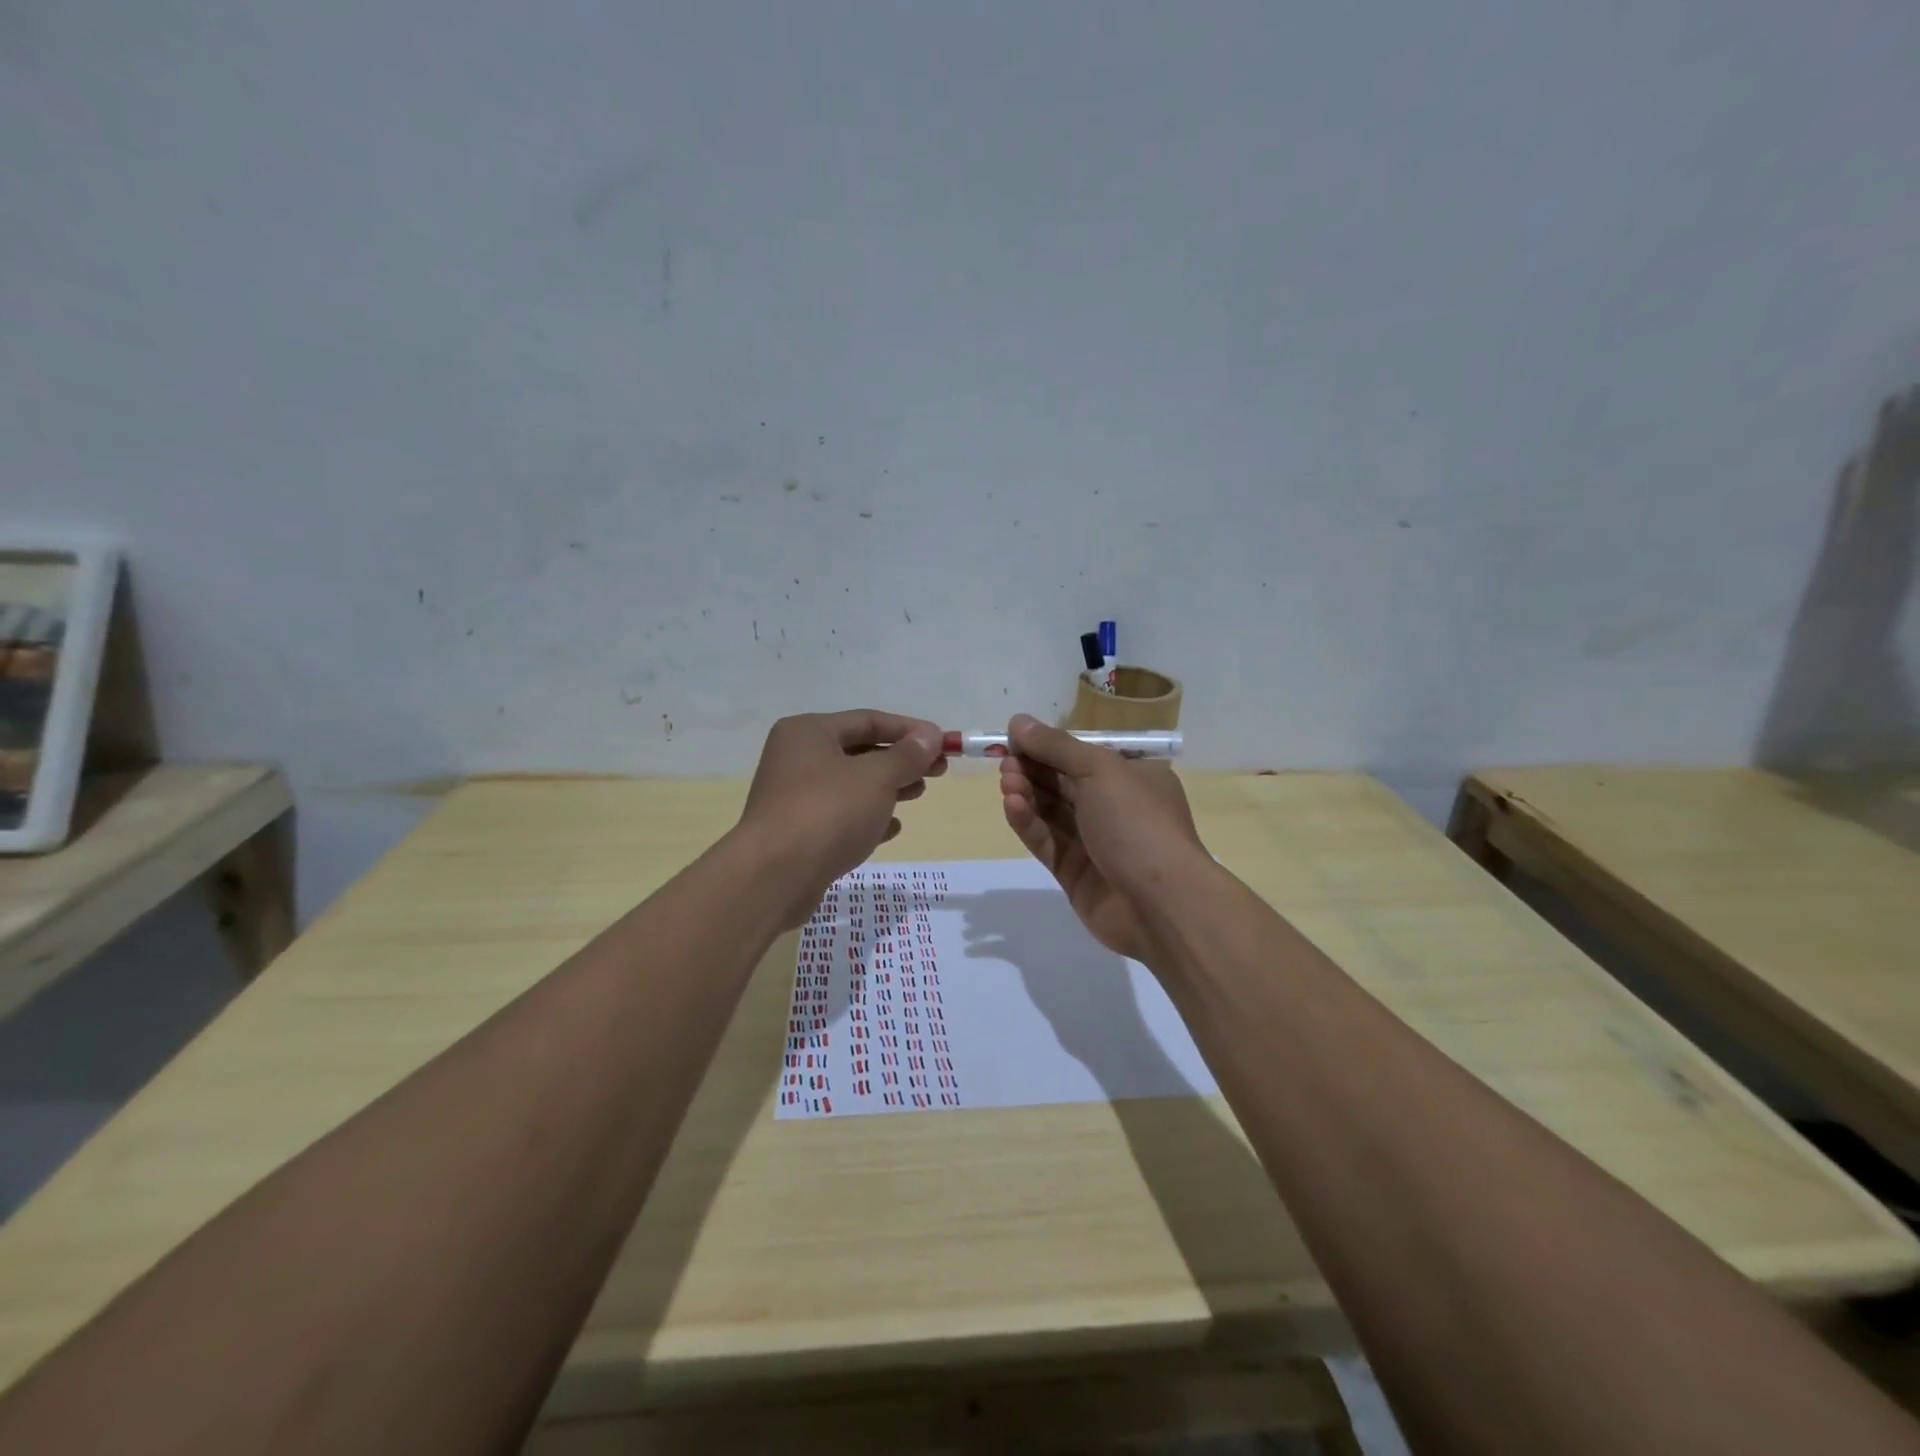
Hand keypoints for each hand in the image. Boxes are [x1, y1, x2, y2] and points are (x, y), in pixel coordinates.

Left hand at [739, 709, 945, 924]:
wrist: (774, 876)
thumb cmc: (828, 812)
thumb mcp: (876, 777)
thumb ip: (907, 756)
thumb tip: (930, 736)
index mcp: (809, 732)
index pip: (868, 720)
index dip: (910, 730)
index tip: (943, 743)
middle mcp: (797, 758)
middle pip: (860, 751)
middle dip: (901, 760)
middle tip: (938, 770)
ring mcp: (795, 797)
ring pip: (852, 785)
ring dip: (888, 787)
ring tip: (919, 794)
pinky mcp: (798, 832)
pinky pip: (840, 816)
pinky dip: (868, 817)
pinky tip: (892, 828)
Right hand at [997, 714, 1211, 965]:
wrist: (1160, 903)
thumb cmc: (1137, 823)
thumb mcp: (1100, 770)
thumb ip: (1056, 746)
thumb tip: (1018, 721)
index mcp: (1132, 778)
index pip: (1083, 755)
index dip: (1048, 746)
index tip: (1014, 739)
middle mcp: (1114, 807)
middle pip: (1063, 782)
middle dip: (1033, 769)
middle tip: (1005, 762)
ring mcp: (1094, 842)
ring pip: (1051, 812)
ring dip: (1027, 794)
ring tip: (1007, 784)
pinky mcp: (1074, 872)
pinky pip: (1046, 841)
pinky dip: (1028, 823)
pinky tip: (1012, 806)